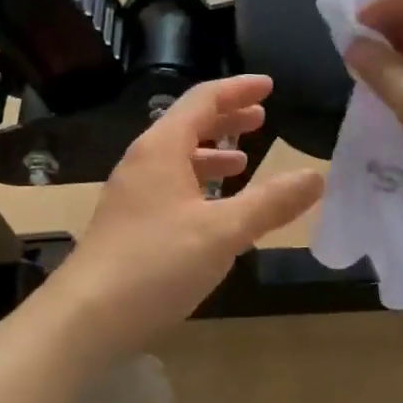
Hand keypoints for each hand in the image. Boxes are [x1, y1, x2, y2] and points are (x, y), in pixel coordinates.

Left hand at [50, 75, 324, 352]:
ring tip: (243, 162)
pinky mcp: (128, 224)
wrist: (86, 316)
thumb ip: (270, 203)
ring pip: (177, 160)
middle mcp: (142, 163)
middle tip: (261, 118)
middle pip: (187, 126)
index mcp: (161, 149)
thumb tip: (316, 176)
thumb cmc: (155, 263)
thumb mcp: (223, 232)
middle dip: (226, 119)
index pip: (202, 100)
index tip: (269, 86)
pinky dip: (198, 186)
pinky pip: (170, 188)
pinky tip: (213, 210)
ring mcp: (131, 195)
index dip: (238, 90)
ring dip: (212, 155)